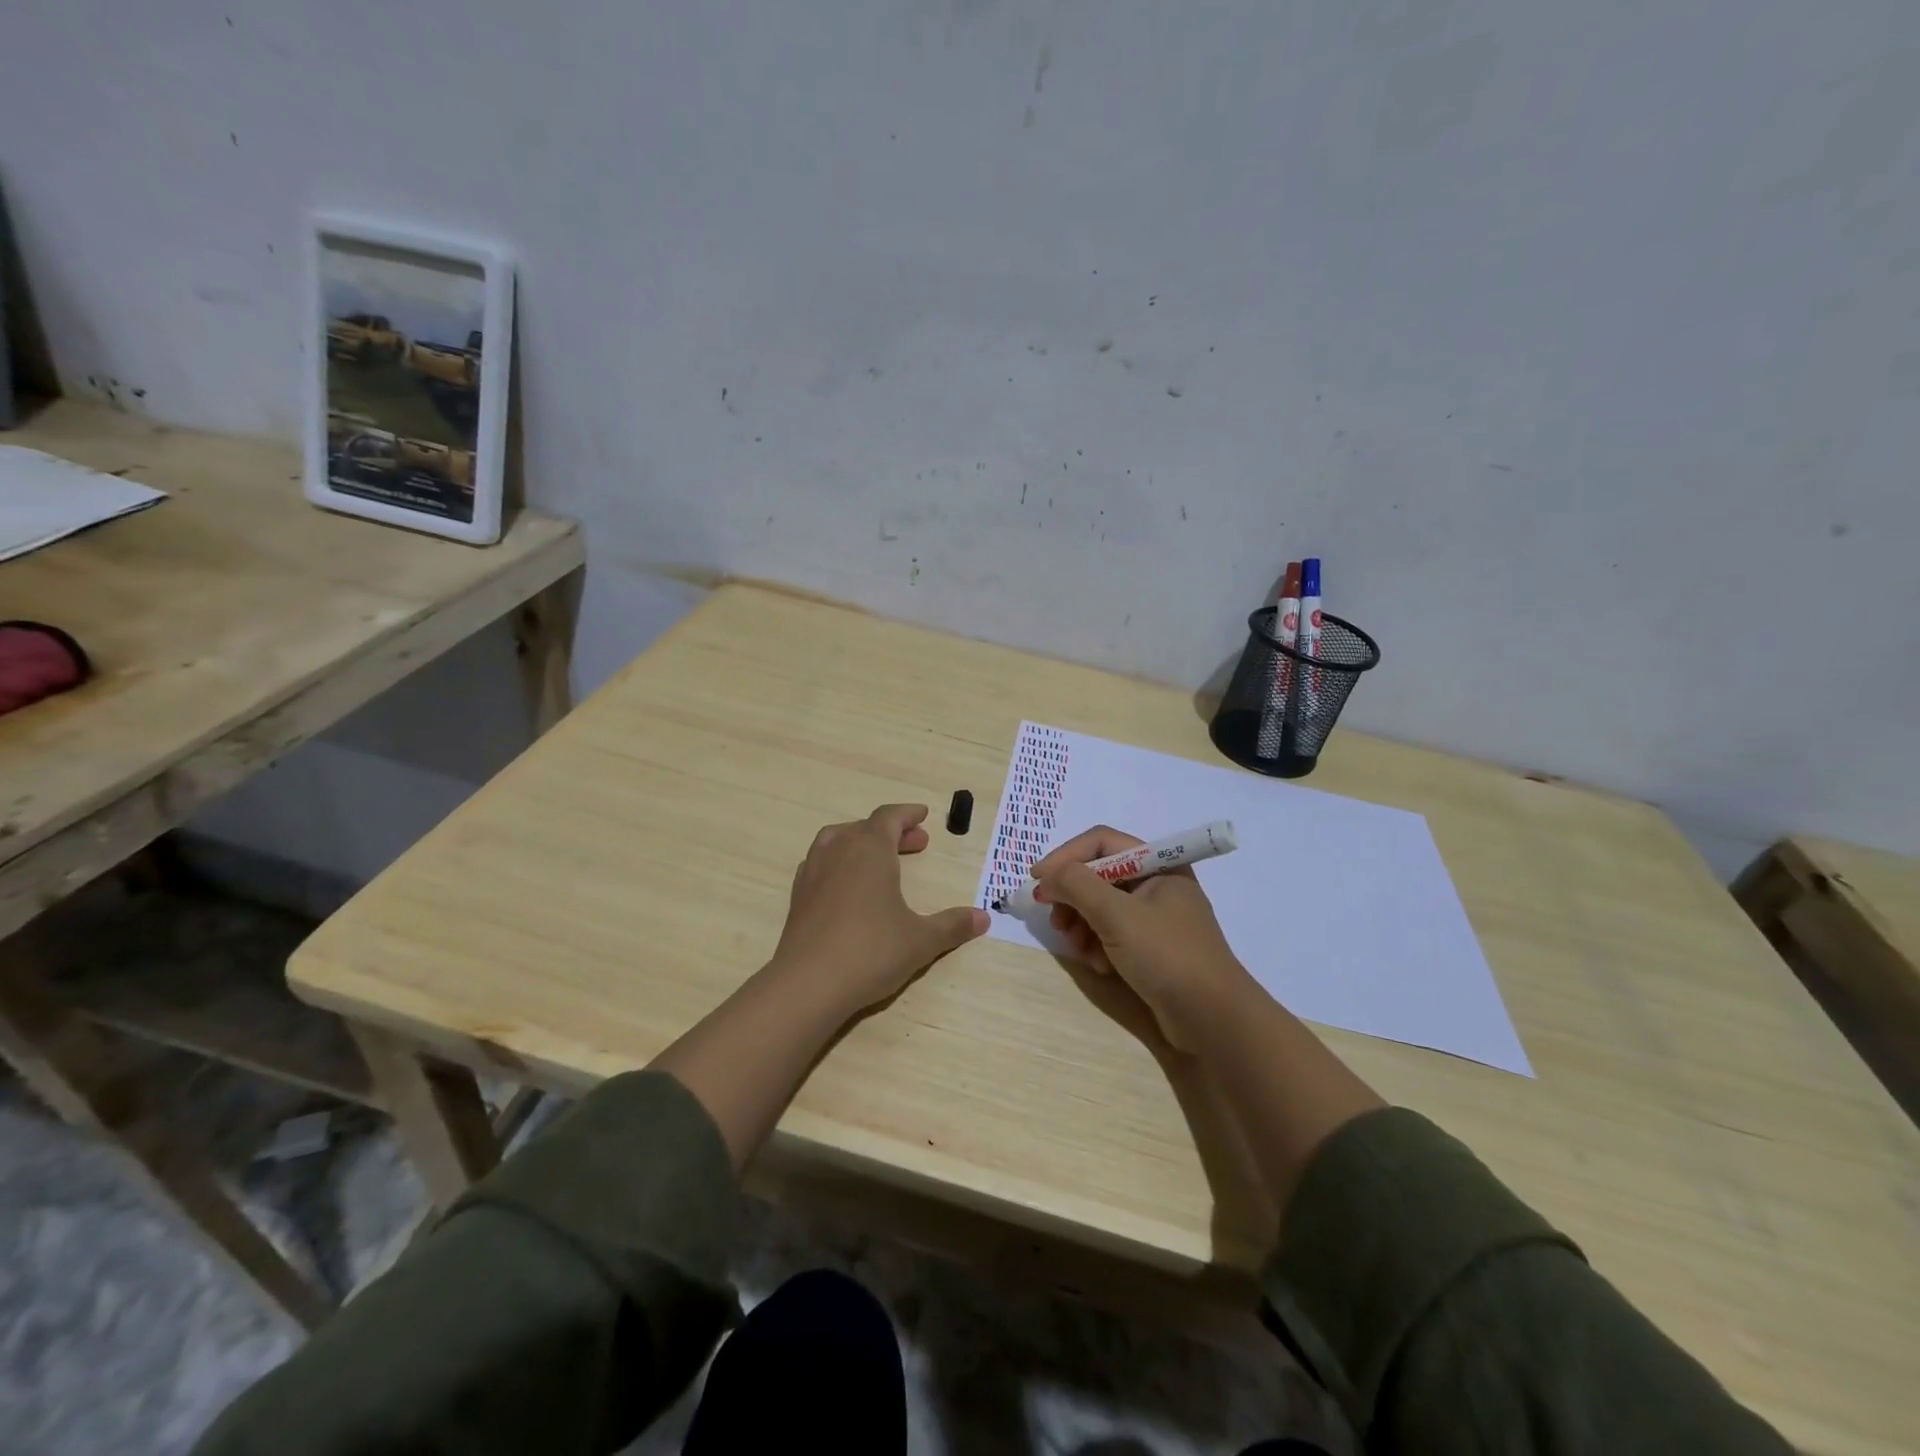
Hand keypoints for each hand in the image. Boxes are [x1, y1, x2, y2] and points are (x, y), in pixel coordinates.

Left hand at [770, 803, 988, 1018]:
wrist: (808, 984)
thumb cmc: (871, 951)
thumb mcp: (921, 940)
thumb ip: (952, 925)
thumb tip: (984, 918)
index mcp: (870, 849)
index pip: (889, 817)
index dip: (908, 814)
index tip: (923, 815)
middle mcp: (838, 851)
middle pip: (865, 827)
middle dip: (892, 832)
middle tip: (916, 844)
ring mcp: (813, 872)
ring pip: (837, 840)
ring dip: (861, 842)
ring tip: (880, 859)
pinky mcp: (798, 896)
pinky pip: (820, 863)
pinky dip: (839, 862)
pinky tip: (849, 886)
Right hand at [1031, 826, 1256, 1051]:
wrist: (1213, 1019)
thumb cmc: (1167, 956)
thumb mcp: (1116, 915)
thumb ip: (1077, 885)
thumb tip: (1046, 876)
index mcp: (1158, 864)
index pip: (1101, 842)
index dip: (1065, 857)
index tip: (1036, 880)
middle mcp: (1157, 883)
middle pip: (1098, 875)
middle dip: (1072, 898)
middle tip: (1056, 923)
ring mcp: (1155, 917)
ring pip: (1101, 906)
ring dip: (1082, 925)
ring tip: (1078, 949)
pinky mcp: (1151, 947)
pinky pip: (1112, 933)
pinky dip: (1098, 945)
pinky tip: (1100, 965)